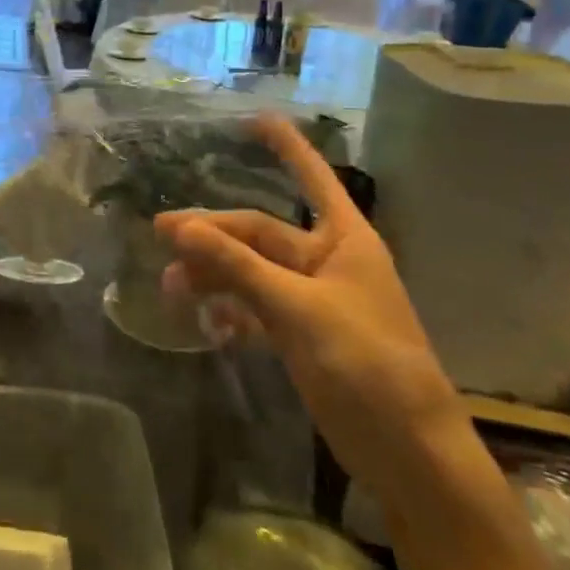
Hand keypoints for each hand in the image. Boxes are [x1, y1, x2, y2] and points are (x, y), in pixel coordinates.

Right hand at [156, 114, 467, 508]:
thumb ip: (236, 266)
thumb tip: (178, 227)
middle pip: (259, 232)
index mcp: (344, 240)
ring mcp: (312, 299)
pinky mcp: (301, 334)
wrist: (408, 452)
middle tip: (161, 236)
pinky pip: (255, 307)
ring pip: (250, 270)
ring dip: (213, 275)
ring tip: (174, 289)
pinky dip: (230, 311)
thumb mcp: (297, 308)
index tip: (256, 118)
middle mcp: (327, 261)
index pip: (312, 178)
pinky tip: (208, 325)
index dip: (286, 147)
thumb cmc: (368, 363)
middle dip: (212, 235)